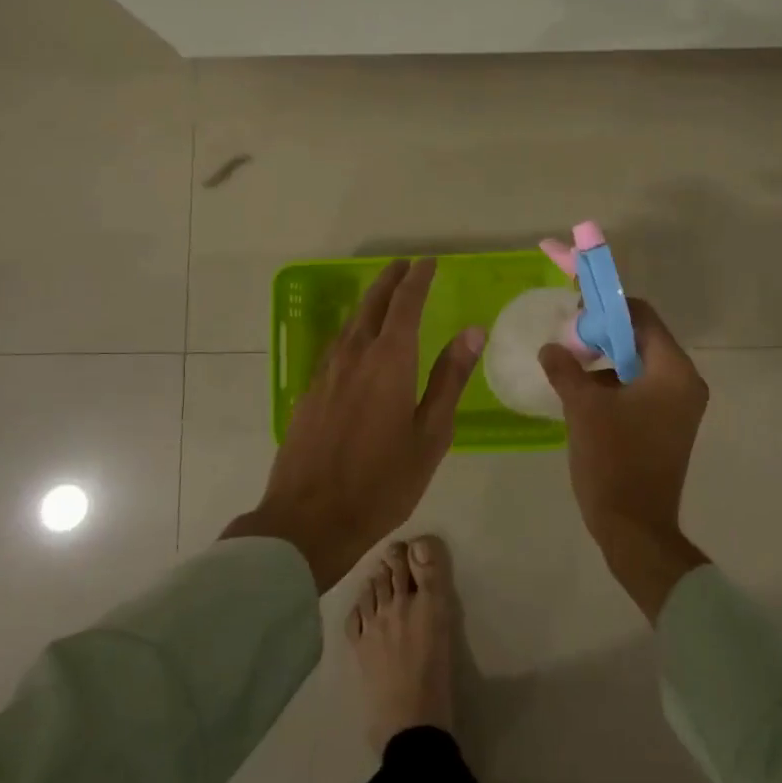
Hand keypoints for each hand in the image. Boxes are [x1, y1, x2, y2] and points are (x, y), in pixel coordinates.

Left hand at [224, 259, 484, 591]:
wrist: (309, 520)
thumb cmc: (382, 482)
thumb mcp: (430, 434)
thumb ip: (449, 378)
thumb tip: (473, 331)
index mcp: (389, 361)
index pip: (405, 304)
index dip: (418, 279)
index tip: (428, 262)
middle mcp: (354, 356)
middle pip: (372, 304)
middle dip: (390, 281)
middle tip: (405, 266)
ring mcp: (326, 373)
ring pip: (350, 323)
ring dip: (369, 302)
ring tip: (383, 295)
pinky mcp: (310, 393)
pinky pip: (335, 346)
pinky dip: (352, 330)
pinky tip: (356, 341)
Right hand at [538, 299, 711, 621]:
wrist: (634, 528)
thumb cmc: (613, 460)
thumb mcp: (583, 408)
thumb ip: (566, 369)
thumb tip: (550, 348)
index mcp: (673, 371)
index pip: (642, 317)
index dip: (608, 307)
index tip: (576, 310)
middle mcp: (685, 383)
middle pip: (642, 339)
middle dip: (604, 334)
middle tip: (568, 336)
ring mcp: (679, 406)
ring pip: (640, 365)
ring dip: (607, 359)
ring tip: (570, 363)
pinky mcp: (668, 425)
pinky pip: (642, 389)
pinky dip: (615, 383)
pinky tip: (583, 392)